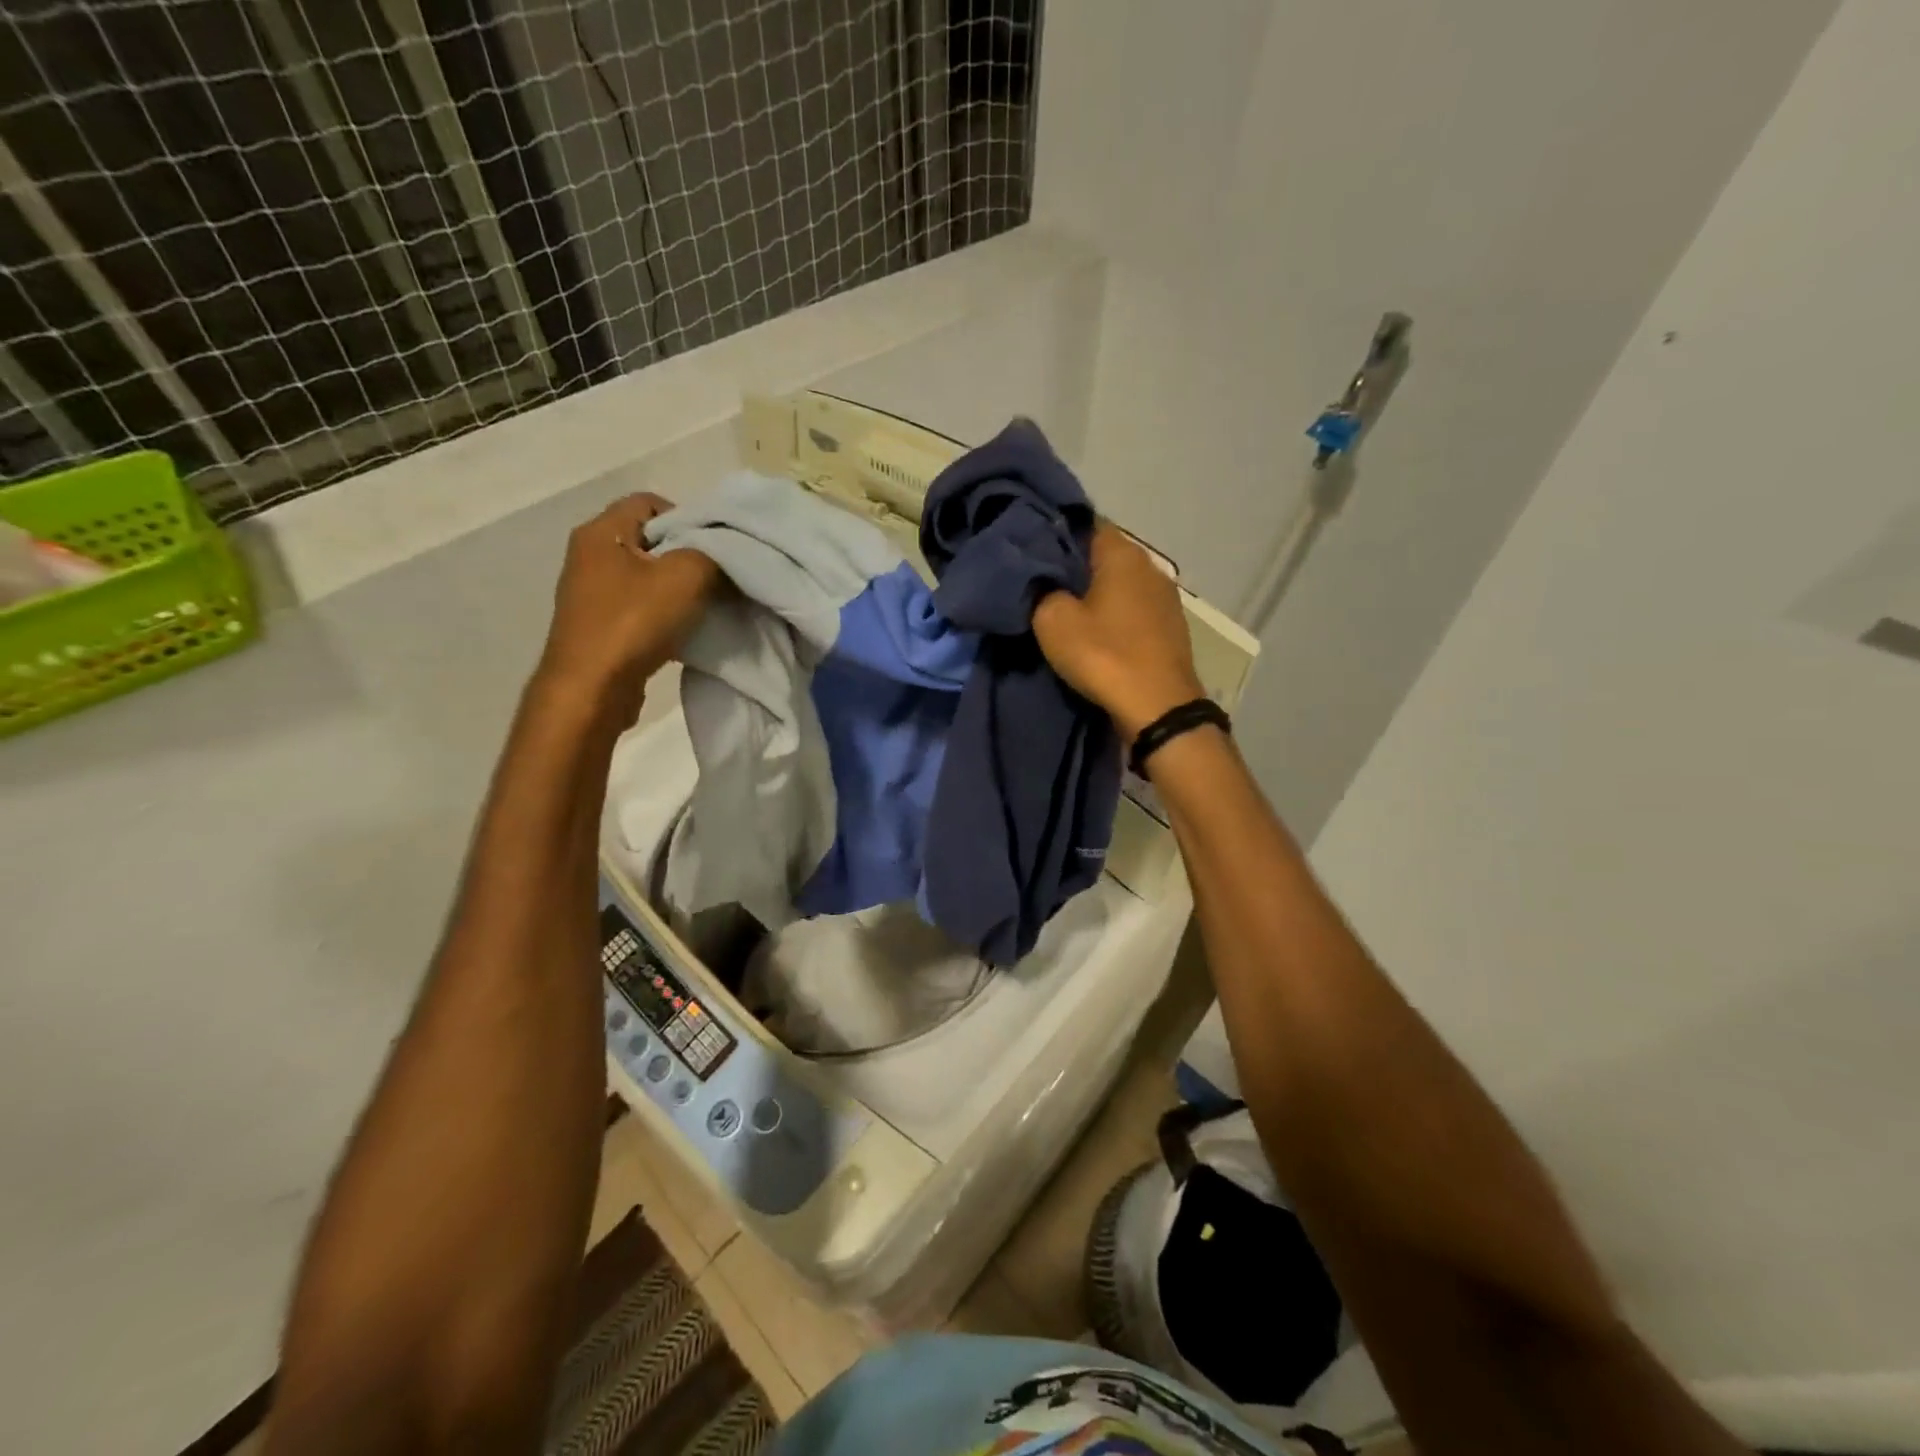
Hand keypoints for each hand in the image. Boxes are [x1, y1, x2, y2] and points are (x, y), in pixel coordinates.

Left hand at [537, 493, 719, 705]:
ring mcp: (592, 594)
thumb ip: (713, 553)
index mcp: (600, 532)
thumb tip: (725, 554)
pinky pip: (641, 608)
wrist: (591, 690)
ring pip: (648, 577)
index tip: (715, 547)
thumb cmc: (633, 622)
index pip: (648, 501)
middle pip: (650, 540)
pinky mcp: (600, 627)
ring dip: (679, 589)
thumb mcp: (686, 575)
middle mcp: (590, 557)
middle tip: (719, 576)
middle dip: (688, 556)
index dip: (687, 517)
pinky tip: (686, 631)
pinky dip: (666, 615)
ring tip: (706, 606)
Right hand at [1033, 524, 1205, 740]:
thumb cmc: (1104, 655)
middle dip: (1075, 567)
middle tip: (1043, 584)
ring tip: (1068, 610)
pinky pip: (1134, 610)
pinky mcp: (1171, 627)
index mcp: (1122, 553)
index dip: (1056, 534)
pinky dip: (1115, 616)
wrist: (1158, 708)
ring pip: (1121, 584)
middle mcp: (1150, 566)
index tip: (1032, 551)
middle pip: (1104, 555)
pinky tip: (1098, 634)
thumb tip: (1044, 582)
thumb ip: (1042, 590)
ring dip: (1097, 595)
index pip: (1085, 524)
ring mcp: (1166, 598)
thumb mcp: (1053, 621)